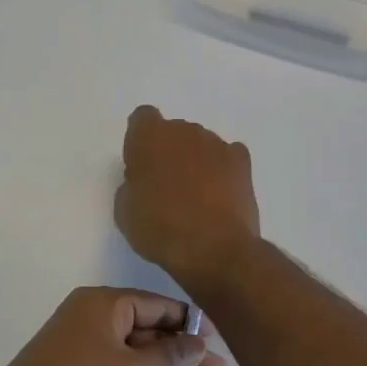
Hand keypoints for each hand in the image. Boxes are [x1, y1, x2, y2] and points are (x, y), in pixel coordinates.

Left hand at [0, 287, 227, 365]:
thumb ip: (169, 356)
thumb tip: (198, 344)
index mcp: (105, 304)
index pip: (157, 305)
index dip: (189, 322)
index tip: (217, 340)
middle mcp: (97, 321)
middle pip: (151, 334)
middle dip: (186, 356)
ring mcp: (89, 353)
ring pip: (140, 361)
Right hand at [116, 106, 260, 295]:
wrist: (212, 247)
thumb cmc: (159, 228)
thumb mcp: (125, 211)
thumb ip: (132, 185)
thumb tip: (144, 182)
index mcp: (150, 137)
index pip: (143, 117)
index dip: (141, 140)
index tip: (141, 164)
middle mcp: (184, 130)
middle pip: (174, 132)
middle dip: (170, 152)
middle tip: (167, 187)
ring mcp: (216, 143)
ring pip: (201, 144)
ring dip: (197, 160)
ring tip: (197, 196)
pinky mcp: (241, 161)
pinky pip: (228, 155)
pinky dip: (223, 168)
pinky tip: (220, 193)